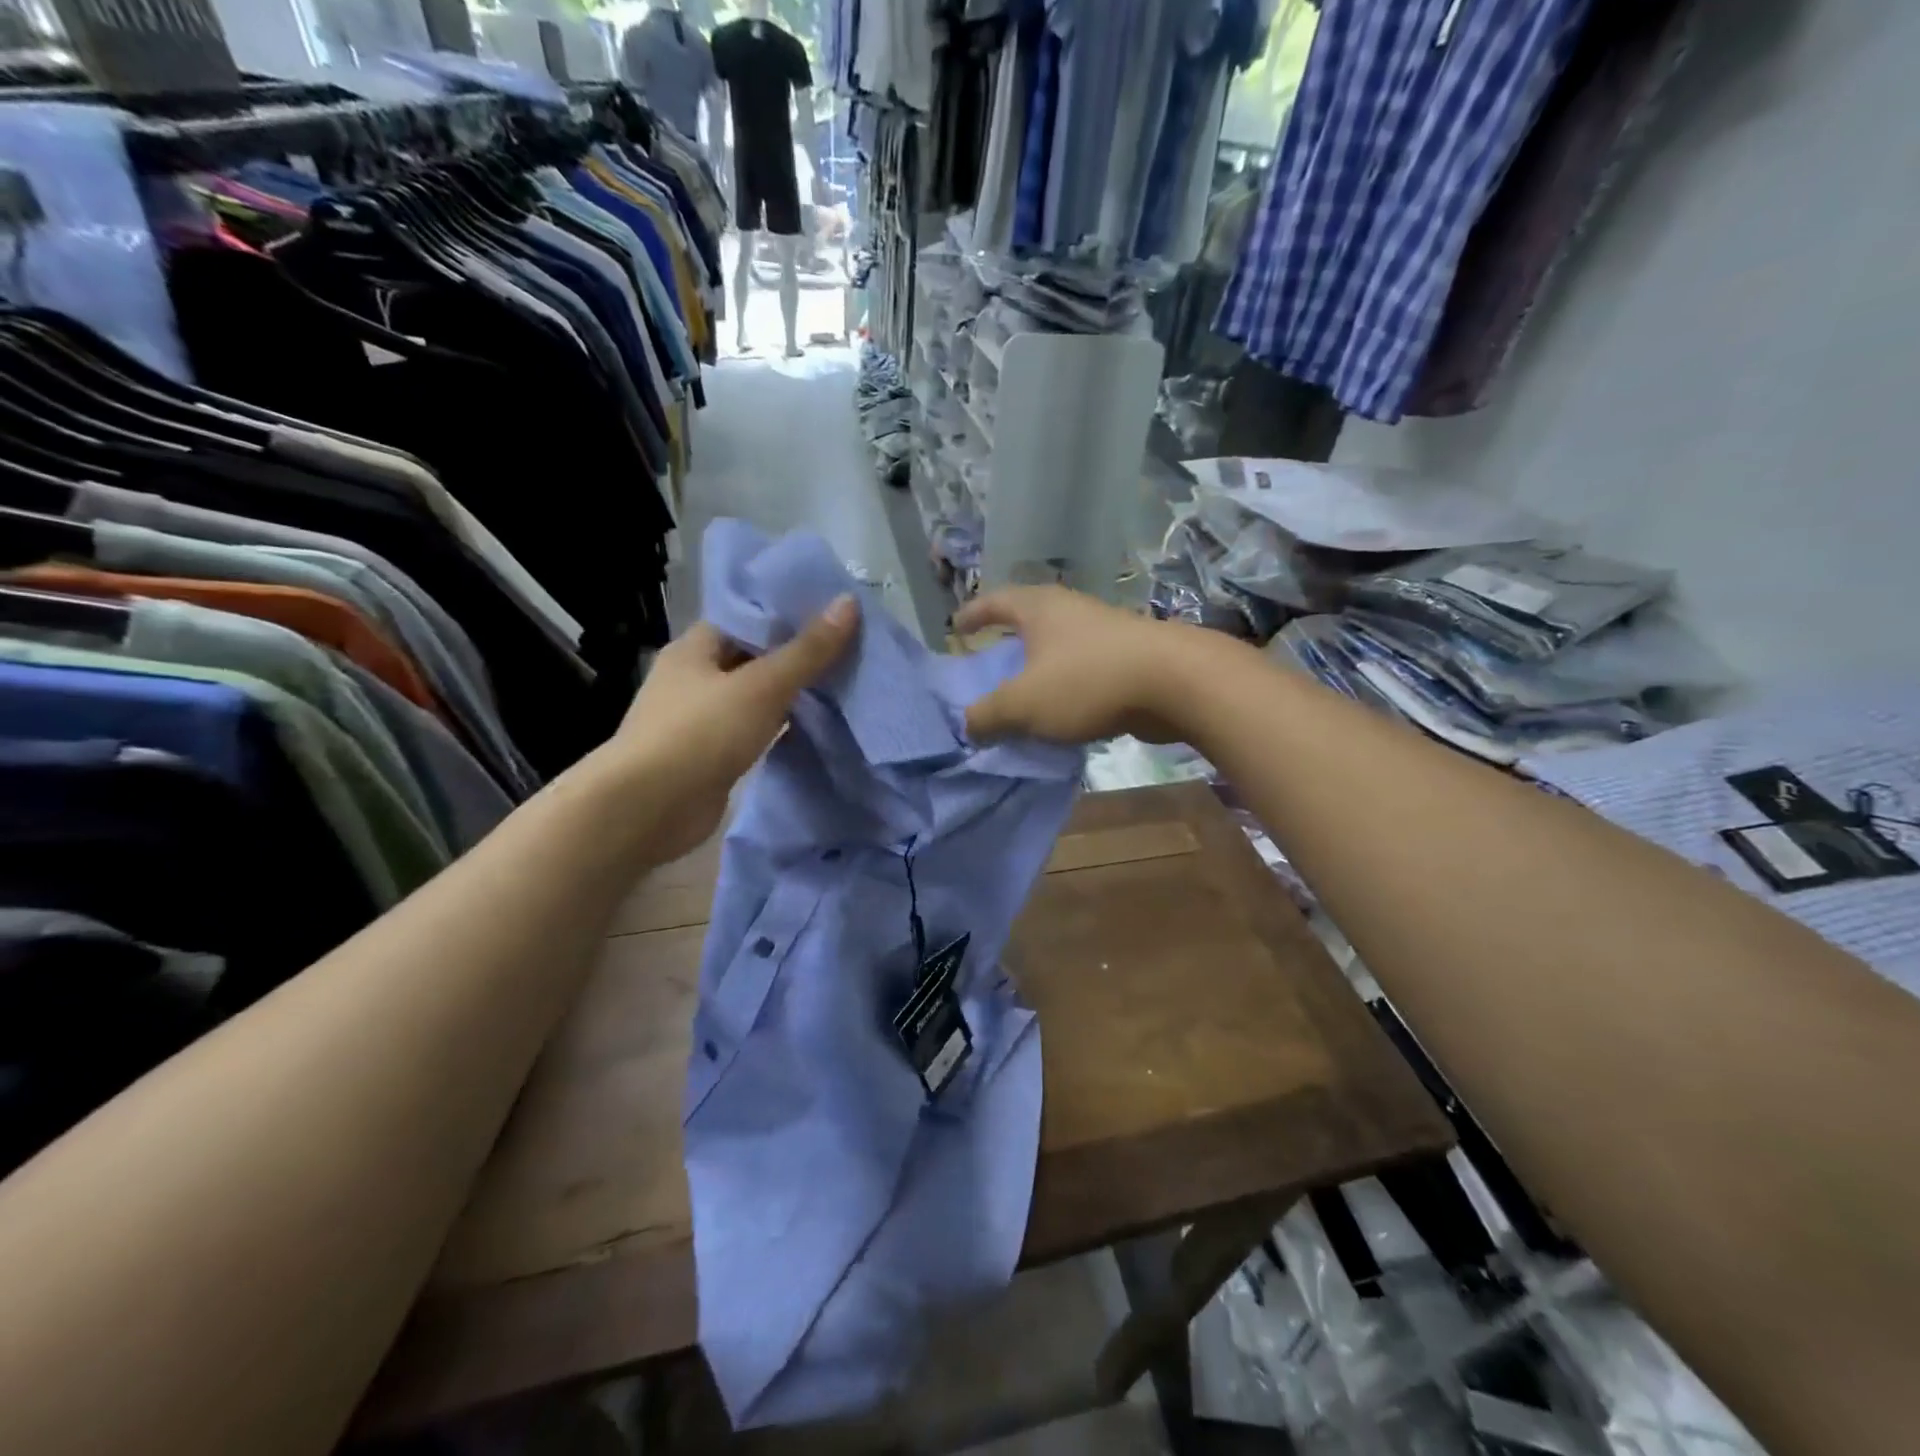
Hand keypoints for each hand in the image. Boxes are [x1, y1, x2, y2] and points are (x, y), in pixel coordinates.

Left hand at [607, 595, 859, 860]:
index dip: (788, 611)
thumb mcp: (762, 686)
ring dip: (792, 692)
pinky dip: (782, 726)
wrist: (648, 809)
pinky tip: (818, 723)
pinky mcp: (712, 755)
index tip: (833, 610)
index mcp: (695, 648)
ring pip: (757, 696)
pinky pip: (755, 730)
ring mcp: (702, 719)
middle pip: (754, 656)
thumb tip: (848, 601)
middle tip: (851, 645)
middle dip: (797, 653)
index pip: (746, 616)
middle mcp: (695, 678)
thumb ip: (807, 650)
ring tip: (845, 681)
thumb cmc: (700, 734)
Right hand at [955, 587, 1196, 744]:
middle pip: (1029, 619)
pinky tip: (1064, 712)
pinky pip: (1084, 668)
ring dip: (1039, 666)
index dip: (972, 614)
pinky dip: (1066, 685)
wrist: (1175, 682)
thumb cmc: (1087, 681)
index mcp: (1038, 608)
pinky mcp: (1128, 657)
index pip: (994, 601)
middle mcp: (1070, 610)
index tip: (955, 628)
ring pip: (1059, 645)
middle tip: (989, 662)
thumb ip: (988, 716)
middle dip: (1007, 640)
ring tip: (1024, 693)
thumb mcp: (1023, 704)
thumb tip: (968, 725)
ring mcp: (1103, 631)